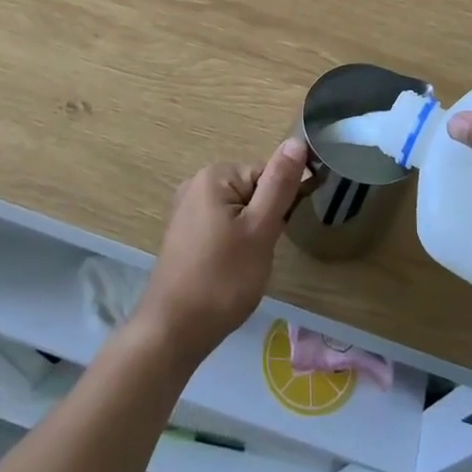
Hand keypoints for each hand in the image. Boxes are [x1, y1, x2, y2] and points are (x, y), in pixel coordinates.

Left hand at [133, 139, 308, 365]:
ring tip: (243, 265)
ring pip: (240, 212)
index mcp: (215, 175)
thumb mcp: (260, 229)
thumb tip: (297, 140)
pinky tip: (229, 270)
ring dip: (251, 235)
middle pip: (253, 191)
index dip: (280, 205)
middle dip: (265, 221)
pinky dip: (233, 245)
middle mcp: (196, 184)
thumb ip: (280, 183)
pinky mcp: (185, 234)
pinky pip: (223, 226)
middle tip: (258, 254)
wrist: (173, 331)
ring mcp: (187, 209)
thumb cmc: (222, 278)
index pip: (268, 174)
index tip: (274, 235)